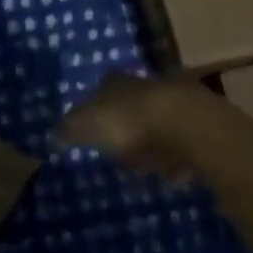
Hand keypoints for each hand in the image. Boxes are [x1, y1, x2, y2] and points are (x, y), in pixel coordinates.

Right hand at [57, 72, 232, 180]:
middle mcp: (146, 83)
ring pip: (157, 118)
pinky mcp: (200, 123)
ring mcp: (176, 101)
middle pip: (132, 101)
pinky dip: (174, 153)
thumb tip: (53, 134)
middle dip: (127, 120)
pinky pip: (180, 140)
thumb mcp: (89, 125)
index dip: (96, 106)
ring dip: (152, 137)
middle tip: (118, 146)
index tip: (92, 127)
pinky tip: (170, 170)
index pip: (102, 87)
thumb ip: (70, 129)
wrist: (187, 125)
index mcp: (117, 81)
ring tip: (144, 163)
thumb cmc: (130, 122)